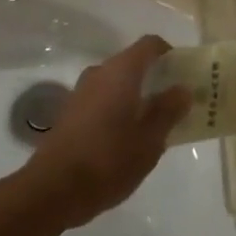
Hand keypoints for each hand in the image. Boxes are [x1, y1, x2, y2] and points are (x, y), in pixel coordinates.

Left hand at [18, 36, 190, 231]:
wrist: (51, 190)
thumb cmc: (108, 160)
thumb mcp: (150, 140)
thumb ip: (169, 110)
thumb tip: (182, 89)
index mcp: (121, 71)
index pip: (150, 45)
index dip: (170, 54)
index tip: (184, 74)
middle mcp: (99, 73)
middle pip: (133, 63)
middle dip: (156, 79)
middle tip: (175, 104)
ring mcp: (81, 92)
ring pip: (117, 83)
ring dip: (137, 96)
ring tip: (154, 126)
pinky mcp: (70, 113)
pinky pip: (103, 100)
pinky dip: (119, 109)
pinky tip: (127, 139)